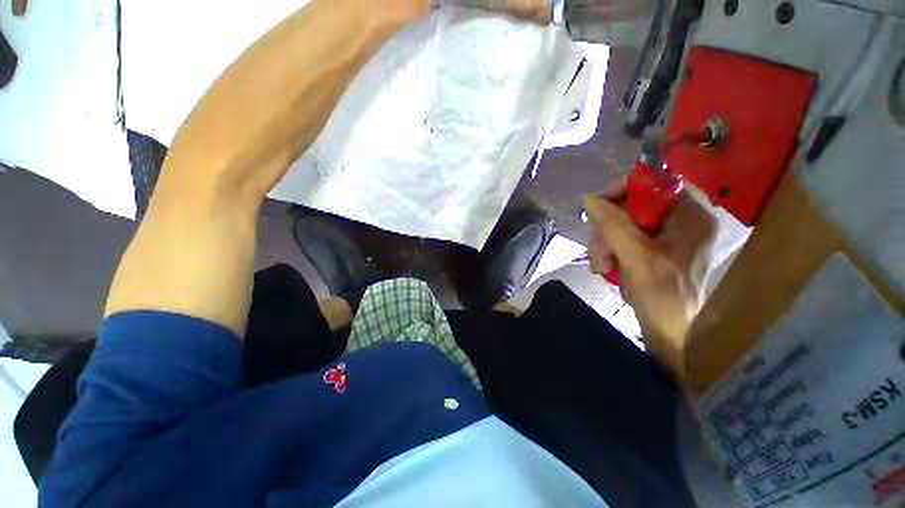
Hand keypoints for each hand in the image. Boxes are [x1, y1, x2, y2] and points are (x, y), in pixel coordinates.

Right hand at [583, 181, 716, 376]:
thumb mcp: (635, 256)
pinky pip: (624, 239)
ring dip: (604, 244)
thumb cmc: (661, 294)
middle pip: (634, 207)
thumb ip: (613, 225)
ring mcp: (666, 238)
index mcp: (690, 218)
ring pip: (623, 225)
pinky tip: (605, 267)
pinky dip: (610, 251)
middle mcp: (680, 223)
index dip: (626, 190)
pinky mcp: (653, 251)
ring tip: (599, 265)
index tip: (600, 205)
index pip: (657, 185)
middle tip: (598, 251)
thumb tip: (590, 199)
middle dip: (608, 229)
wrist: (668, 330)